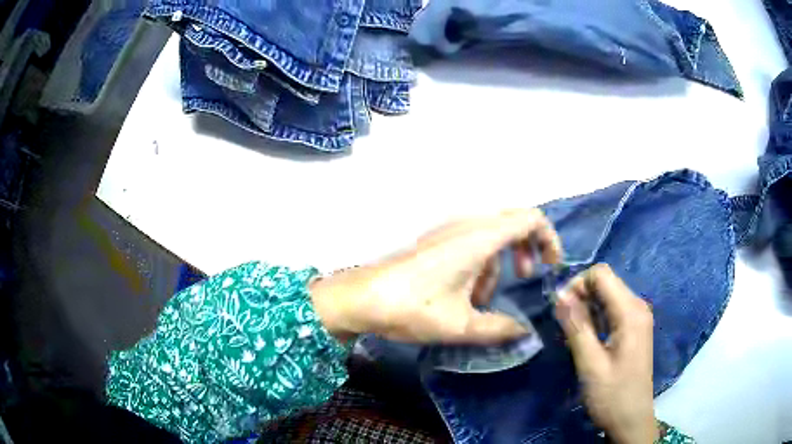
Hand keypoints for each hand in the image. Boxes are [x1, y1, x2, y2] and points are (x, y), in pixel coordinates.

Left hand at [310, 209, 561, 343]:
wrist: (362, 298)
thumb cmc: (413, 308)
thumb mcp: (461, 325)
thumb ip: (500, 329)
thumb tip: (524, 333)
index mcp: (480, 237)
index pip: (530, 219)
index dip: (548, 239)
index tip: (549, 267)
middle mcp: (467, 225)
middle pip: (513, 224)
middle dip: (525, 250)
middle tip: (523, 278)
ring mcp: (449, 230)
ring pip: (492, 236)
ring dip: (498, 263)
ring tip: (483, 299)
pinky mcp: (437, 240)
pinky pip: (472, 243)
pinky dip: (480, 264)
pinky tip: (465, 294)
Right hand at [556, 264, 658, 443]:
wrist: (631, 420)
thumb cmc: (612, 395)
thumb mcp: (590, 364)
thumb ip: (576, 327)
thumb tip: (559, 295)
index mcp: (630, 312)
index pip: (601, 274)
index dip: (577, 285)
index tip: (561, 310)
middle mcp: (638, 306)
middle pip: (605, 283)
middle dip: (581, 296)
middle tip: (564, 325)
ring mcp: (638, 317)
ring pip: (608, 296)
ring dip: (587, 308)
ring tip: (574, 335)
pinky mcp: (635, 328)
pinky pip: (612, 310)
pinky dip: (596, 317)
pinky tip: (588, 339)